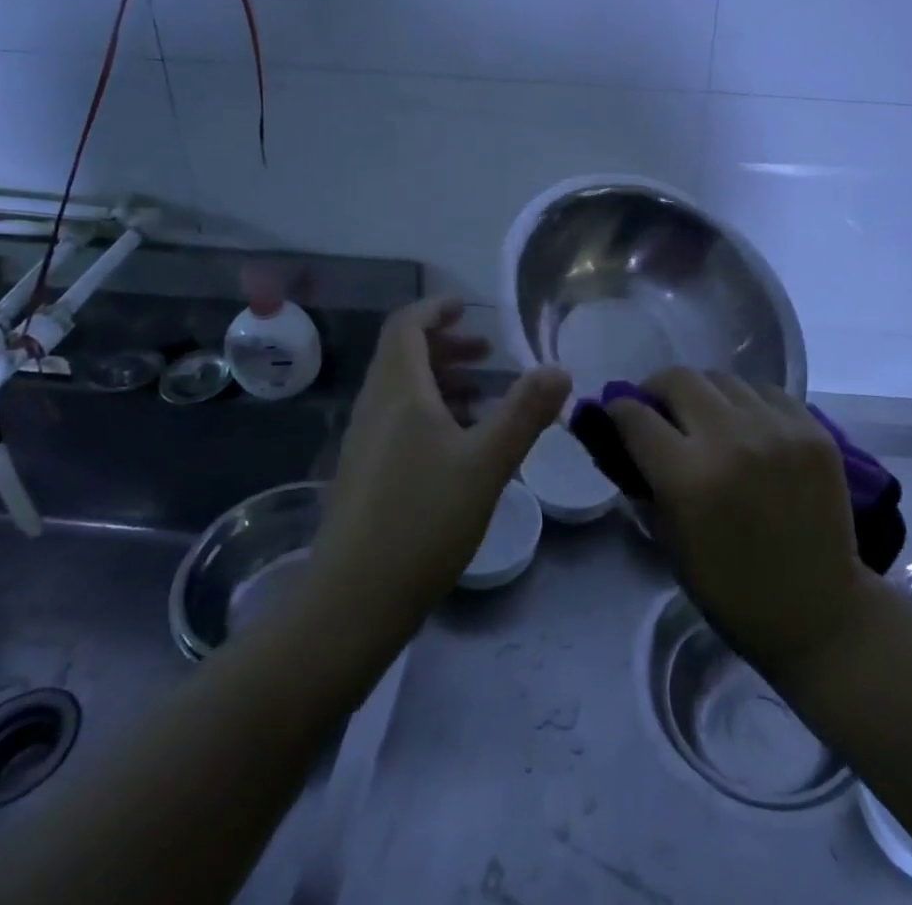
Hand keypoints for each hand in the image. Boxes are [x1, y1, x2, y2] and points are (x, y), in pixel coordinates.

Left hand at [310, 298, 570, 628]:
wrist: (351, 604)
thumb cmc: (422, 521)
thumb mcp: (486, 463)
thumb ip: (525, 412)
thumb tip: (559, 369)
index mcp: (398, 392)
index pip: (406, 326)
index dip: (435, 309)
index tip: (467, 307)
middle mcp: (374, 408)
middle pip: (404, 356)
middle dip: (447, 346)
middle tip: (488, 353)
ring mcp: (365, 443)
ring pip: (402, 392)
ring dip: (441, 381)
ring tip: (483, 397)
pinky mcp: (365, 474)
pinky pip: (398, 422)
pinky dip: (431, 413)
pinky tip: (460, 446)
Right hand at [607, 371, 872, 678]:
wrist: (819, 612)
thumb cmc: (732, 590)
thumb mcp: (669, 543)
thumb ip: (642, 484)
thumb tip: (618, 438)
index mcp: (689, 478)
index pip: (636, 416)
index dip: (618, 411)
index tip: (617, 415)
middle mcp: (731, 440)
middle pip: (678, 379)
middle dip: (658, 390)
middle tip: (660, 411)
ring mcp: (777, 429)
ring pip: (722, 378)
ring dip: (704, 395)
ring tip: (707, 419)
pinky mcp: (813, 429)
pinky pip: (766, 391)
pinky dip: (746, 403)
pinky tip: (748, 429)